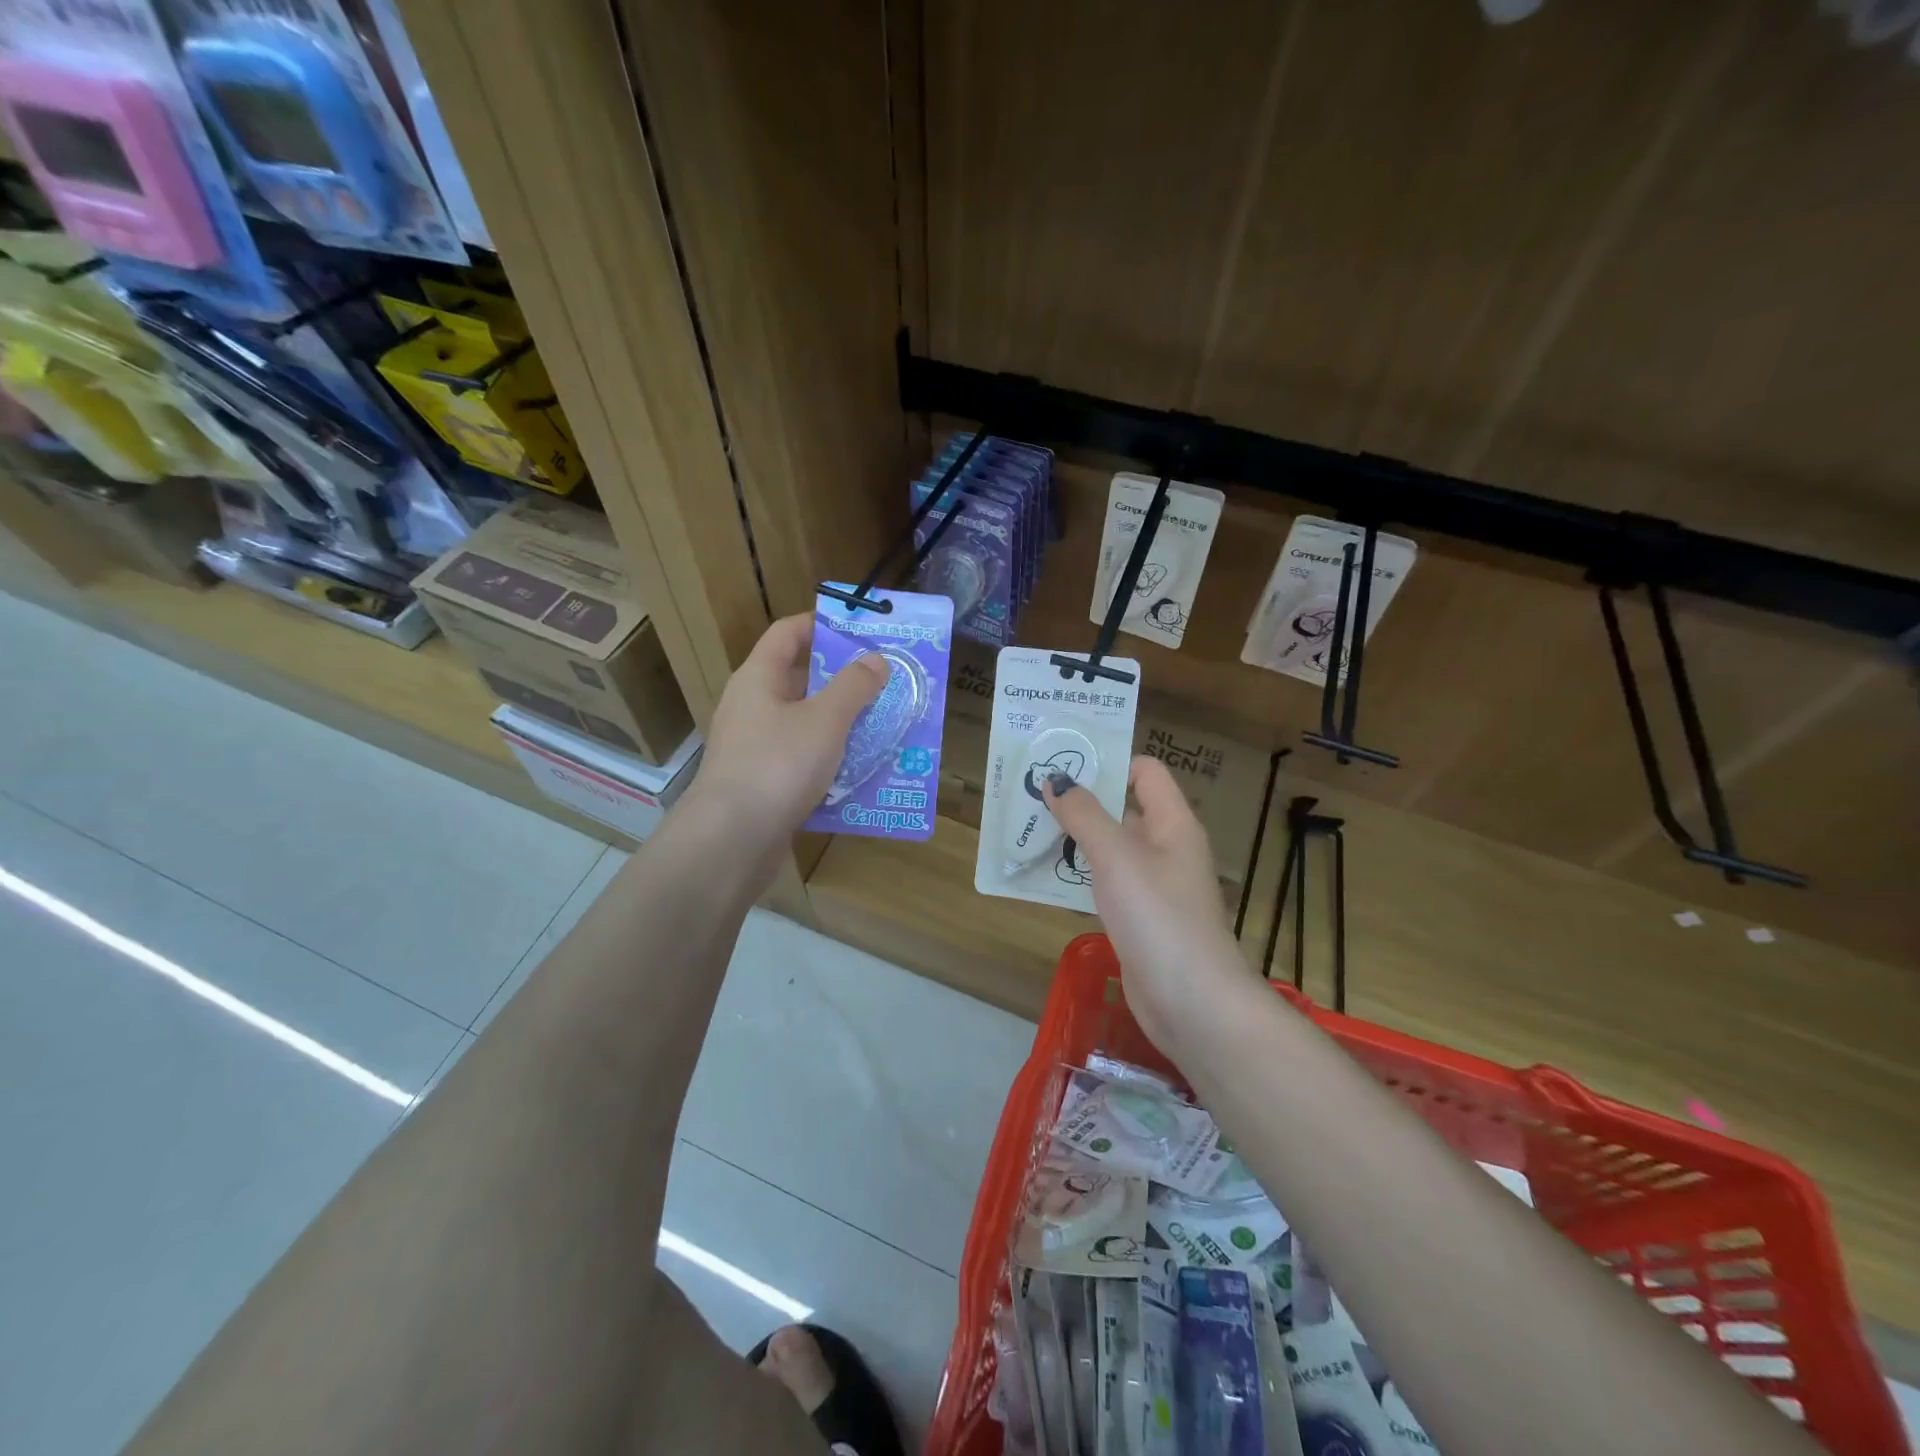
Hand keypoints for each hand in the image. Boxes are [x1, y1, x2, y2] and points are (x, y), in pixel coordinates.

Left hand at [692, 614, 886, 837]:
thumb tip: (875, 658)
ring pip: (804, 724)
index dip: (821, 624)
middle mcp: (751, 707)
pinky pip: (801, 760)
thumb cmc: (778, 764)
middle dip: (842, 680)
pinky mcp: (762, 783)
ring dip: (840, 724)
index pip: (787, 633)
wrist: (732, 839)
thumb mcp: (825, 720)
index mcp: (758, 678)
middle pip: (798, 679)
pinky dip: (830, 761)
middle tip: (884, 681)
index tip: (860, 629)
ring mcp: (754, 747)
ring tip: (883, 725)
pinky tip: (861, 772)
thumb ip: (853, 687)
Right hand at [1043, 757, 1254, 1055]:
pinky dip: (1080, 875)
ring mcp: (1155, 885)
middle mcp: (1167, 847)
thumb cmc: (1157, 915)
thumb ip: (1084, 814)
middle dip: (1081, 800)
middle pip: (1123, 808)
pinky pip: (1107, 883)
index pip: (1144, 771)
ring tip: (1029, 829)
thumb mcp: (1116, 856)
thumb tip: (1057, 779)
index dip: (1108, 762)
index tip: (1062, 764)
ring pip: (1111, 848)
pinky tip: (1047, 876)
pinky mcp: (1140, 918)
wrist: (1191, 1001)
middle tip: (1032, 793)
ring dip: (1076, 839)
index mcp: (1172, 822)